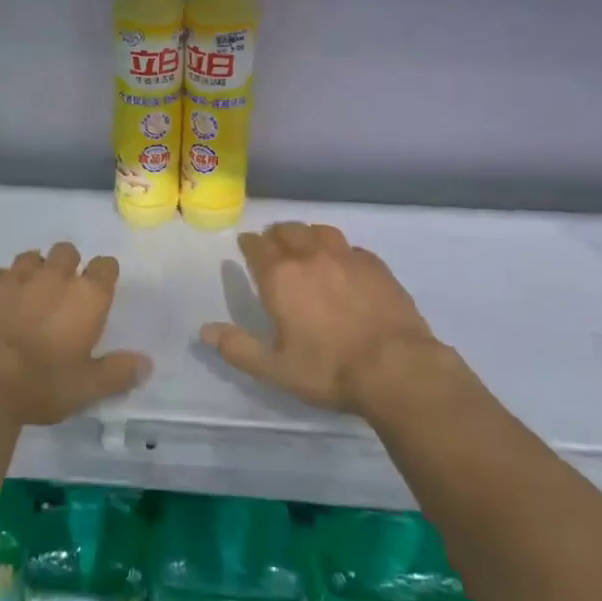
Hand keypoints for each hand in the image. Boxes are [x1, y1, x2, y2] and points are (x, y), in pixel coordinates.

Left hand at [0, 242, 150, 427]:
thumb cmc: (41, 385)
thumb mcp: (86, 388)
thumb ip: (118, 373)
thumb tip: (147, 364)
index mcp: (86, 296)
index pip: (105, 265)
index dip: (104, 273)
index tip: (99, 288)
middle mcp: (55, 276)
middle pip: (67, 251)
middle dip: (67, 265)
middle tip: (61, 293)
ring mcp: (16, 276)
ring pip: (31, 257)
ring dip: (34, 270)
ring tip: (29, 295)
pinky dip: (2, 285)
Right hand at [200, 222, 445, 415]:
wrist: (397, 368)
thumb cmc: (329, 370)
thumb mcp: (276, 369)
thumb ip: (238, 348)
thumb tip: (204, 331)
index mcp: (280, 276)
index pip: (257, 245)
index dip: (249, 244)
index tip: (246, 247)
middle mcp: (309, 255)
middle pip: (287, 230)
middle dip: (276, 235)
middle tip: (274, 247)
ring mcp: (345, 256)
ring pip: (319, 230)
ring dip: (307, 235)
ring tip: (307, 247)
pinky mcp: (374, 264)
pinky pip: (350, 247)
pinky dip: (339, 250)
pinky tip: (343, 265)